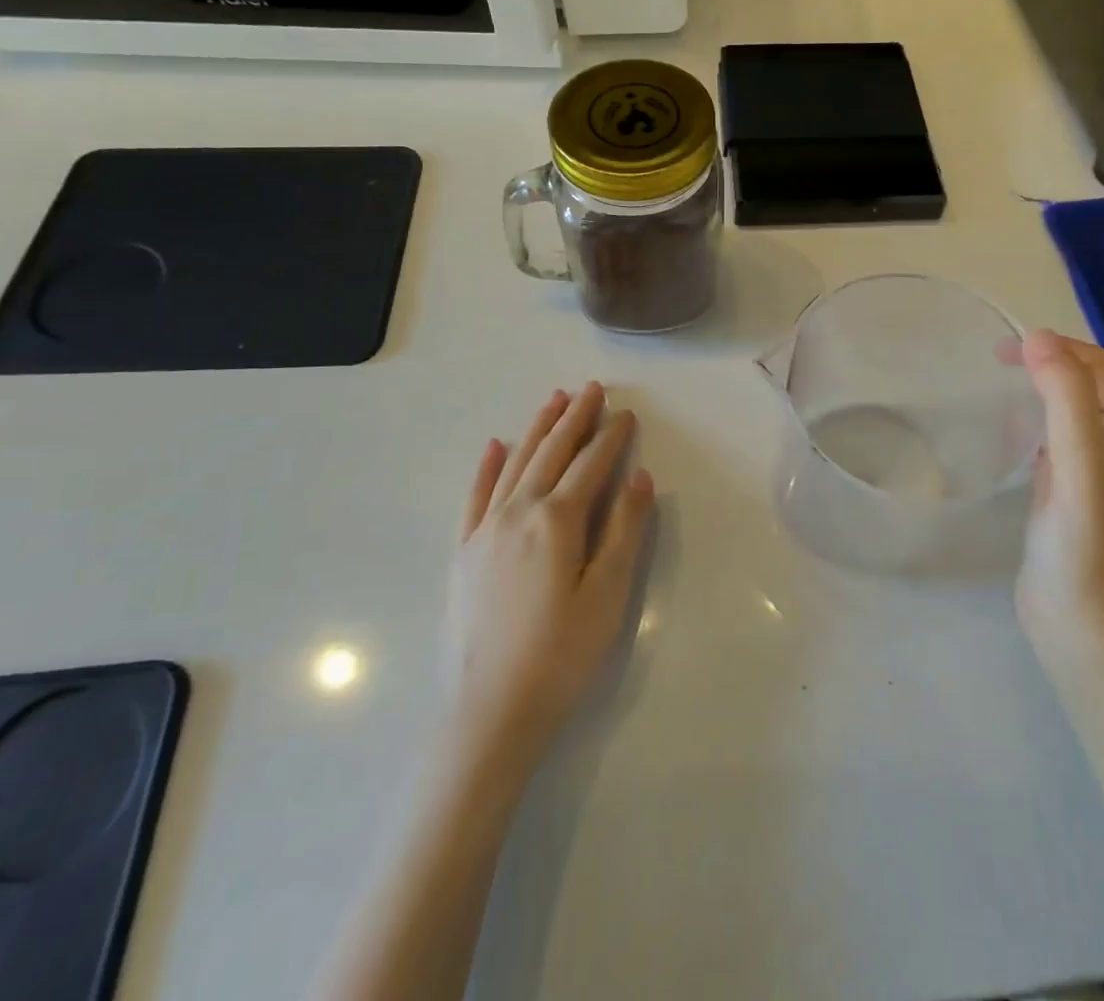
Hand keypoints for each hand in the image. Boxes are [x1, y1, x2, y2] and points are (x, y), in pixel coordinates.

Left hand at [438, 383, 654, 773]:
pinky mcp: (463, 552)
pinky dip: (486, 467)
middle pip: (551, 453)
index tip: (626, 414)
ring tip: (554, 400)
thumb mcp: (608, 595)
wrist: (489, 714)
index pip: (590, 465)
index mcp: (557, 521)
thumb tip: (639, 478)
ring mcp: (484, 530)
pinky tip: (494, 446)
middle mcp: (517, 512)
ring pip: (515, 464)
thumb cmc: (561, 656)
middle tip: (592, 389)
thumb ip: (625, 531)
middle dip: (574, 418)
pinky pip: (475, 496)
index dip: (611, 437)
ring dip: (536, 429)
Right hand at [1013, 331, 1103, 677]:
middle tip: (998, 361)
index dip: (1060, 349)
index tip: (1006, 350)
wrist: (1084, 632)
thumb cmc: (1086, 549)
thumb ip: (1067, 400)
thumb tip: (1040, 339)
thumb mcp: (1081, 467)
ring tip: (1003, 385)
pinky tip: (1012, 432)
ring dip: (1045, 391)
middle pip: (1095, 387)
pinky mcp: (1082, 497)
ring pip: (1079, 413)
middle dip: (1051, 364)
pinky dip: (1040, 424)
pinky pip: (1064, 443)